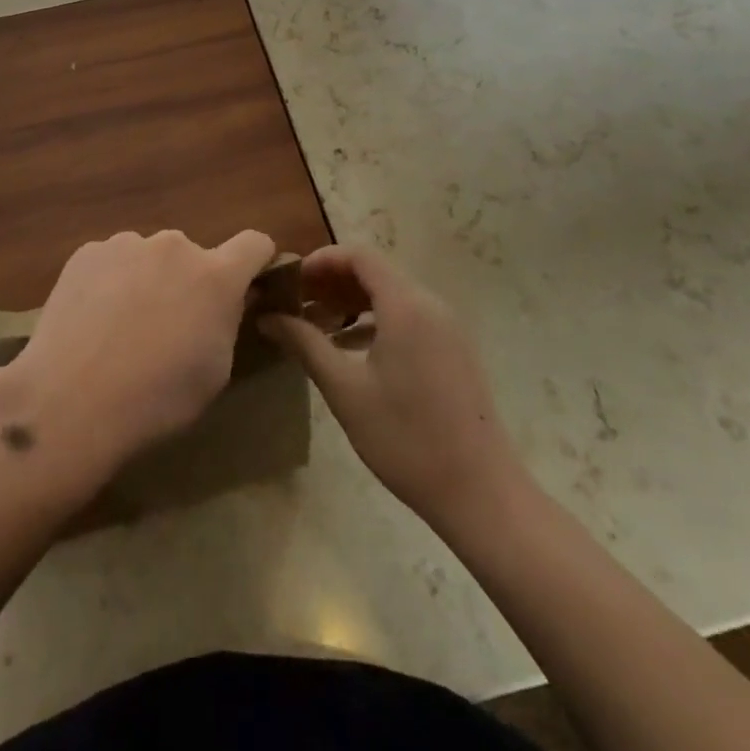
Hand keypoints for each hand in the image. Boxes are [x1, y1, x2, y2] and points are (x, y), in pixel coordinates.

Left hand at [0, 228, 277, 487]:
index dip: (257, 260)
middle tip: (168, 325)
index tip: (249, 283)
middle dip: (189, 282)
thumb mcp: (214, 371)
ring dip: (148, 279)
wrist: (71, 399)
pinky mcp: (88, 252)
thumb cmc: (157, 397)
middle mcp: (174, 246)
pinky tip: (91, 321)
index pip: (254, 244)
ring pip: (149, 257)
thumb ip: (227, 322)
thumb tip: (231, 300)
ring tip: (121, 327)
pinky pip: (111, 261)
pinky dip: (110, 282)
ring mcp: (127, 244)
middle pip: (193, 256)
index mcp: (215, 276)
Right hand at [264, 244, 524, 531]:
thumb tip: (267, 317)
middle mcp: (430, 305)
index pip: (359, 256)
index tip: (289, 281)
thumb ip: (305, 344)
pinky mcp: (453, 351)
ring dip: (351, 302)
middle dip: (331, 282)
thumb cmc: (407, 438)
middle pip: (375, 272)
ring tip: (314, 326)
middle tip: (294, 304)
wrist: (482, 494)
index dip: (321, 260)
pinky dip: (374, 321)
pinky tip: (349, 349)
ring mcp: (446, 328)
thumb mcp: (345, 390)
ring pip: (391, 296)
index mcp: (405, 305)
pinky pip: (407, 318)